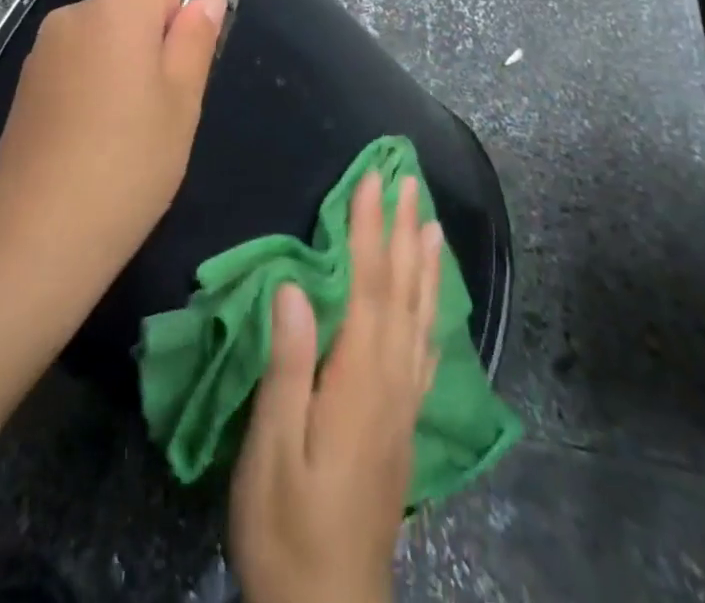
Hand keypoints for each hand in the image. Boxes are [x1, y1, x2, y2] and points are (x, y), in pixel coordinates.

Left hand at [0, 0, 225, 301]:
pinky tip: (91, 141)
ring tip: (126, 132)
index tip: (179, 71)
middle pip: (128, 6)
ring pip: (102, 38)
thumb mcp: (182, 102)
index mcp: (114, 10)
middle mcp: (71, 16)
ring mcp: (41, 51)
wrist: (37, 237)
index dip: (181, 17)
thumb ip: (196, 40)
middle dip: (151, 42)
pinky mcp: (24, 86)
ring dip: (122, 66)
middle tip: (160, 108)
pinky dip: (91, 87)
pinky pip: (74, 64)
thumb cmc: (128, 164)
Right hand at [230, 172, 442, 602]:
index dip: (369, 228)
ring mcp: (402, 406)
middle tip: (409, 181)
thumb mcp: (273, 447)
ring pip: (420, 318)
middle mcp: (391, 382)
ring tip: (430, 222)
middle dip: (403, 231)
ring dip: (423, 264)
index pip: (368, 285)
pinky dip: (430, 314)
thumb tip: (295, 286)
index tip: (371, 178)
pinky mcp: (402, 426)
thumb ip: (288, 364)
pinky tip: (432, 303)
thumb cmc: (286, 525)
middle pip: (402, 292)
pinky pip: (424, 352)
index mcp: (359, 379)